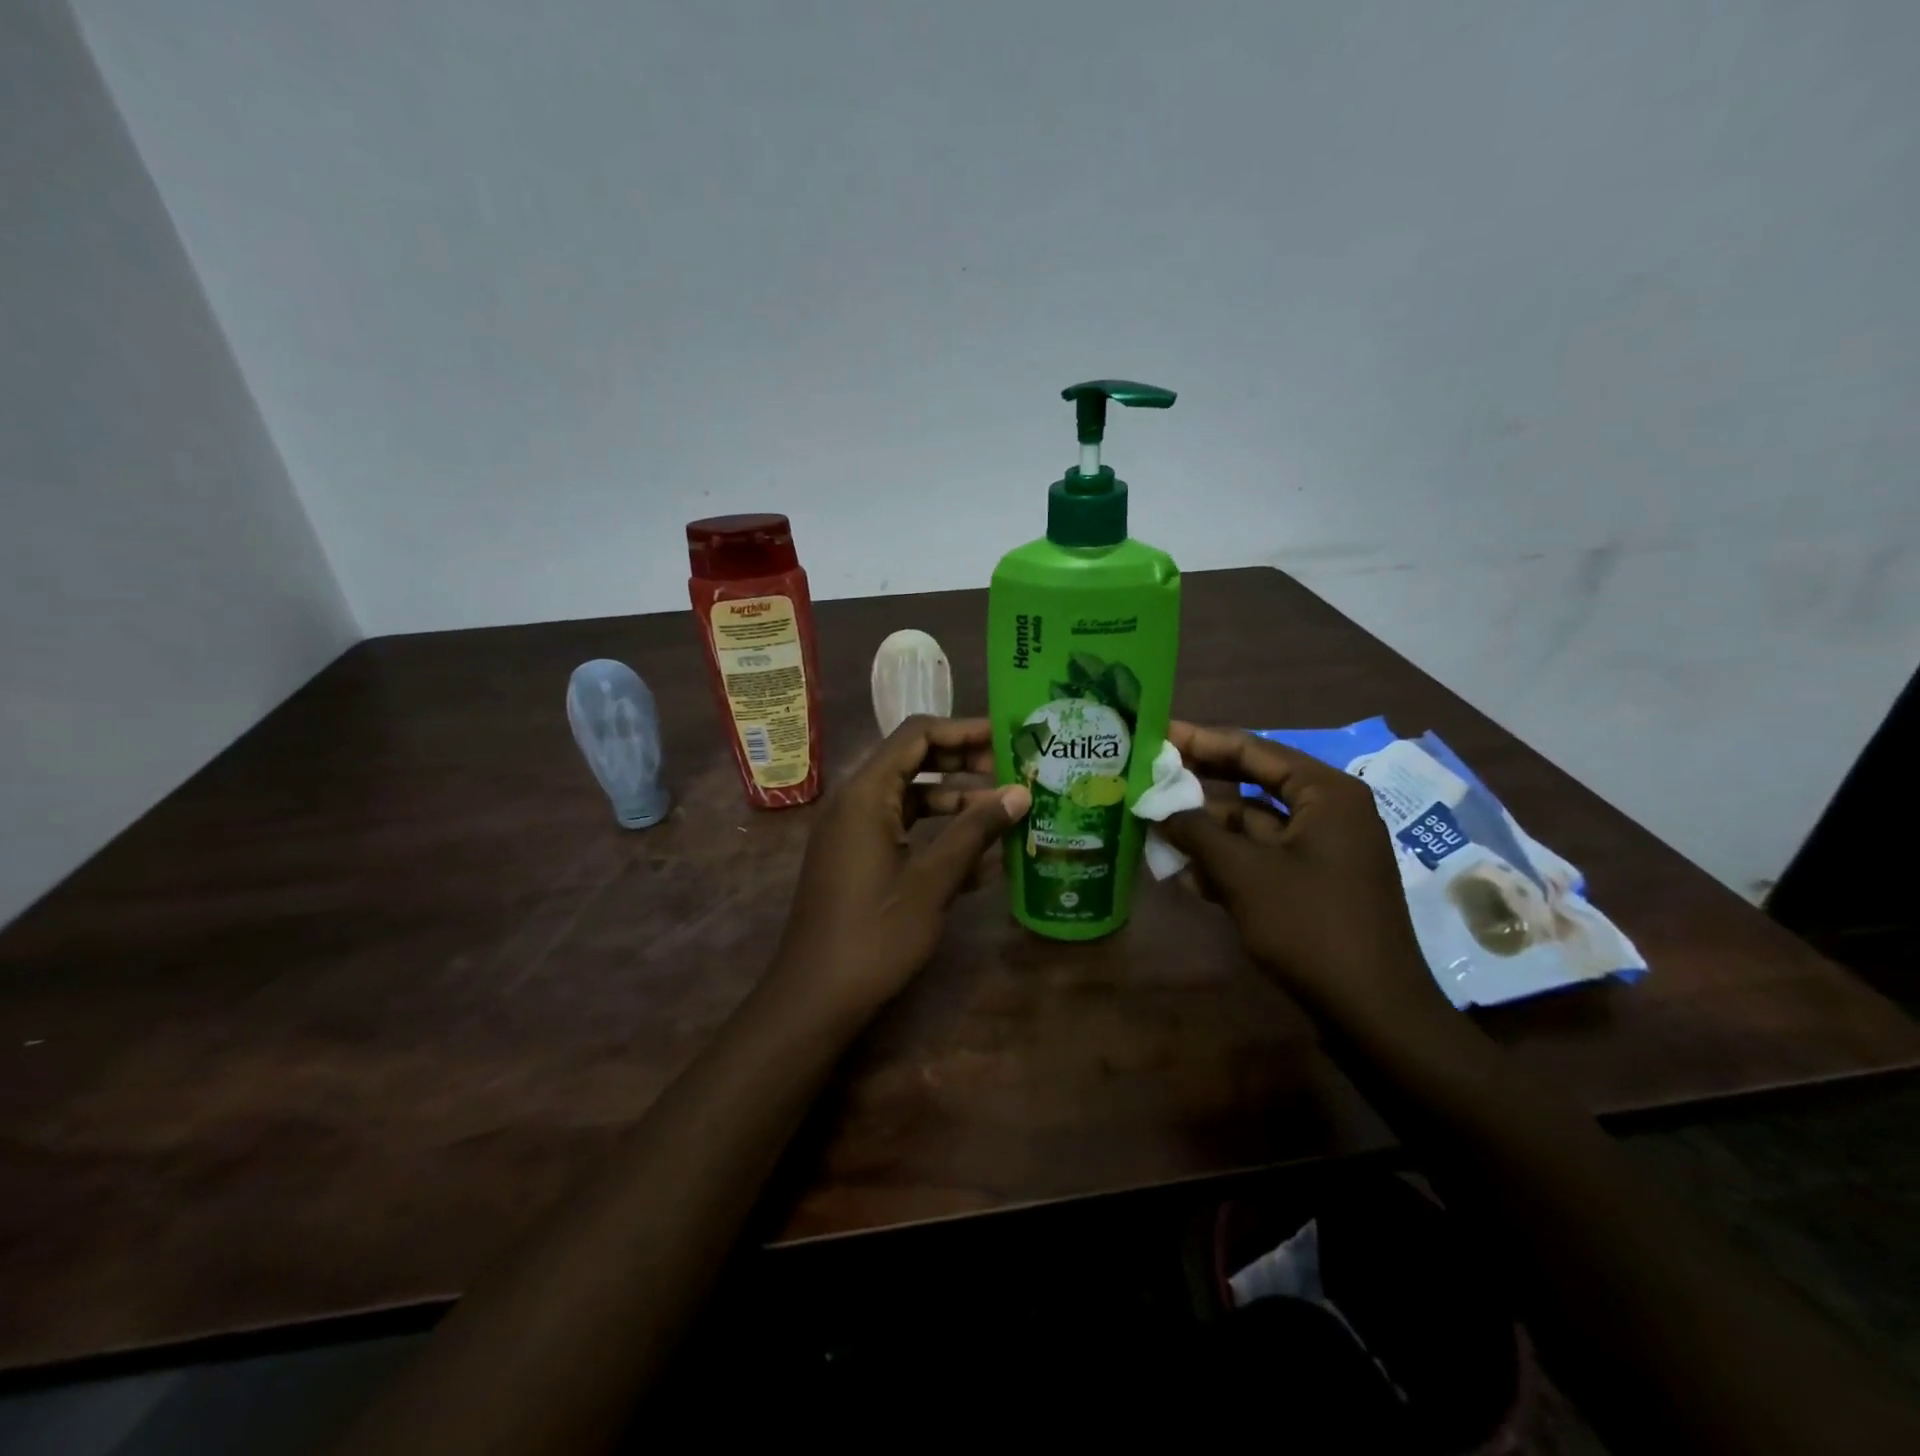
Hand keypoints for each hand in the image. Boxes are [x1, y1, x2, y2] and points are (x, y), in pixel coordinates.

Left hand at [773, 716, 1029, 1015]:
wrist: (815, 996)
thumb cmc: (875, 934)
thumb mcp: (933, 880)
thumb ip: (975, 831)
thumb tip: (1020, 792)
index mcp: (867, 793)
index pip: (916, 734)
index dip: (963, 730)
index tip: (1006, 738)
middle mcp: (856, 802)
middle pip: (914, 762)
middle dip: (964, 764)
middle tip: (1012, 773)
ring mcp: (854, 832)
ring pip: (911, 799)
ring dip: (956, 804)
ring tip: (1006, 815)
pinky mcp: (858, 859)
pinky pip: (902, 831)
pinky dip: (937, 836)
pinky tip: (981, 861)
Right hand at [1154, 722, 1448, 1025]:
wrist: (1373, 1011)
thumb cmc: (1311, 926)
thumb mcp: (1243, 874)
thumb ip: (1196, 832)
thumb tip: (1157, 807)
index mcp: (1325, 793)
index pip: (1253, 749)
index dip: (1201, 740)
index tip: (1159, 733)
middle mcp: (1328, 811)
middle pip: (1252, 784)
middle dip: (1200, 787)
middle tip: (1150, 776)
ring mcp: (1323, 849)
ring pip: (1252, 825)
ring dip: (1206, 830)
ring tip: (1155, 829)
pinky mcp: (1314, 882)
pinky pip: (1262, 857)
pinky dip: (1227, 861)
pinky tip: (1187, 875)